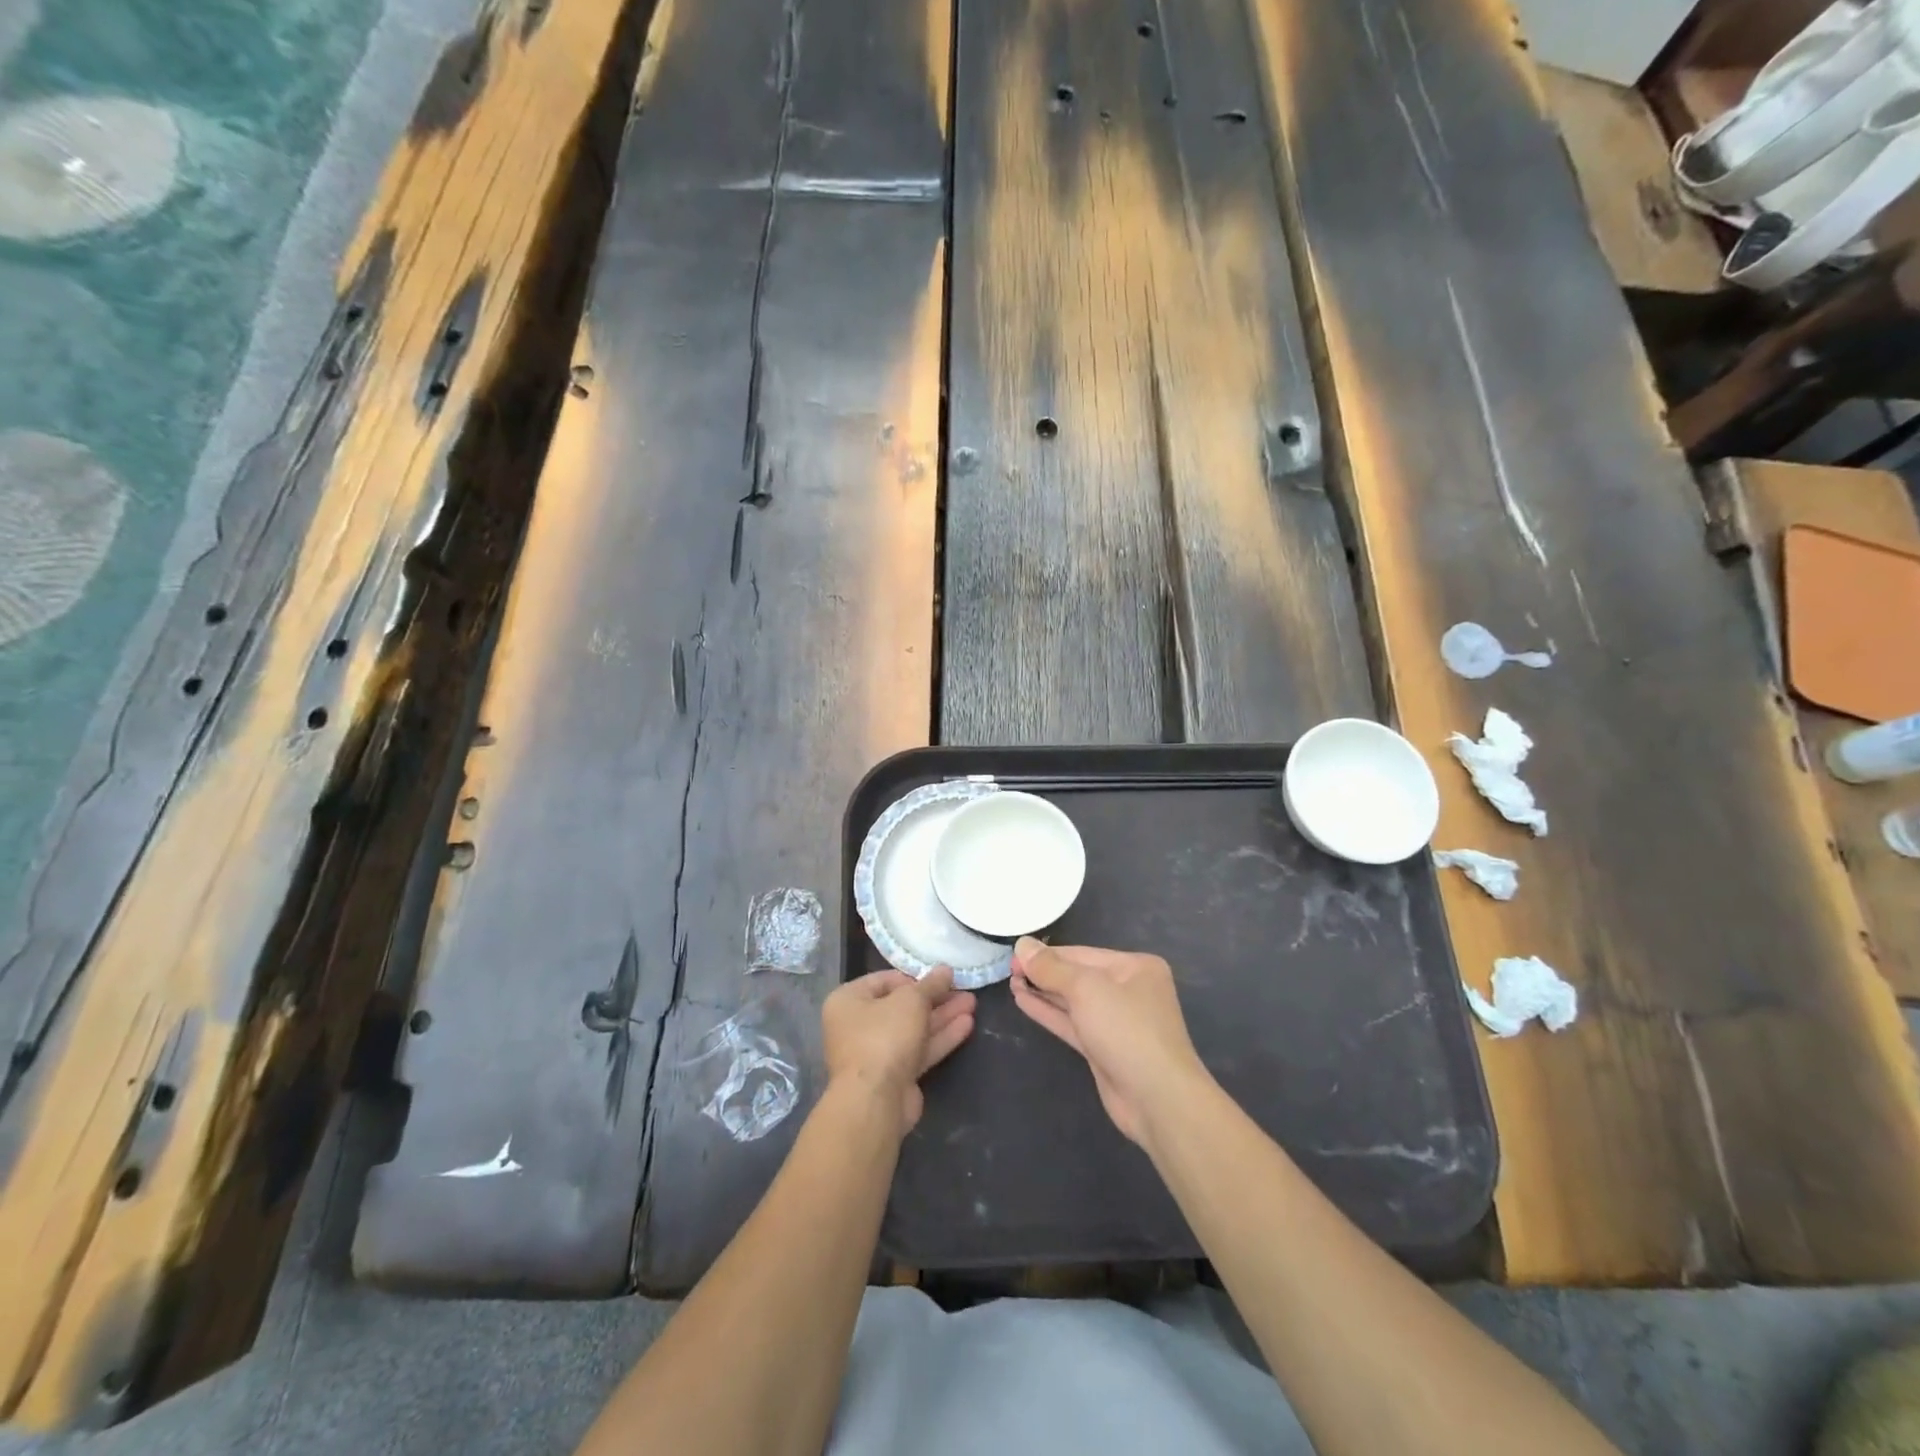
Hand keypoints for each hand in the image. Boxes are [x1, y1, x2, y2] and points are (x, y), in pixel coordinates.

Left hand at [822, 968, 975, 1135]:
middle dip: (935, 998)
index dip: (914, 977)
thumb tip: (945, 970)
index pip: (884, 981)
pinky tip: (967, 1025)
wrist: (875, 1101)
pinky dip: (940, 1038)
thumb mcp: (911, 1000)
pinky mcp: (895, 1076)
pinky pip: (919, 1050)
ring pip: (914, 1029)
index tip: (940, 976)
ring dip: (942, 1016)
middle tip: (963, 989)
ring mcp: (876, 1054)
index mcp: (848, 1001)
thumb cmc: (884, 1036)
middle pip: (902, 1006)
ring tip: (972, 1003)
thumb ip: (931, 984)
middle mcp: (857, 1026)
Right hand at [1010, 939, 1212, 1147]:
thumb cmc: (1126, 1030)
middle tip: (1008, 969)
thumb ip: (1051, 968)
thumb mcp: (1086, 989)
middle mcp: (1128, 990)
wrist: (1157, 1099)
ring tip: (1011, 982)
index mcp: (1135, 967)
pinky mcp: (1104, 1048)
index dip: (1047, 954)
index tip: (1014, 954)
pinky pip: (1072, 1023)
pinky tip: (1023, 1001)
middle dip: (1044, 973)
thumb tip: (1022, 945)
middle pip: (1078, 976)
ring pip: (1073, 1001)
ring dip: (1043, 992)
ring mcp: (1117, 1021)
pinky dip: (1049, 1012)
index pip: (1082, 953)